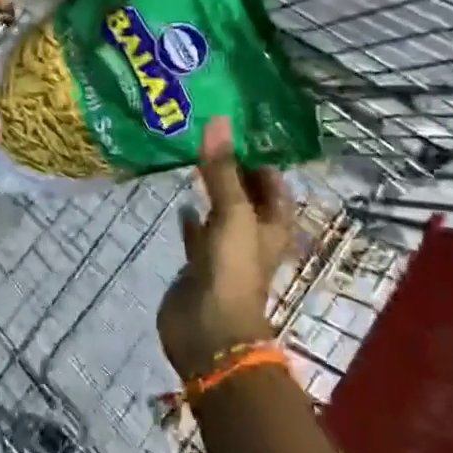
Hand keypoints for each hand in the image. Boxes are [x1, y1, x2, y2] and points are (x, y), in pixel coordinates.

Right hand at [158, 116, 293, 378]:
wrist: (209, 332)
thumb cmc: (233, 270)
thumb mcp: (232, 213)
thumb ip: (222, 169)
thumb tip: (217, 120)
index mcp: (273, 223)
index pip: (272, 181)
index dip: (258, 156)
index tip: (234, 126)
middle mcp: (253, 233)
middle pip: (246, 194)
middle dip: (230, 168)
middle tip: (205, 134)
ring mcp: (226, 250)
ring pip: (221, 211)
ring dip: (210, 189)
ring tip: (190, 157)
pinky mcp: (200, 263)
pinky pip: (197, 232)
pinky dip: (191, 216)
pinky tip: (179, 199)